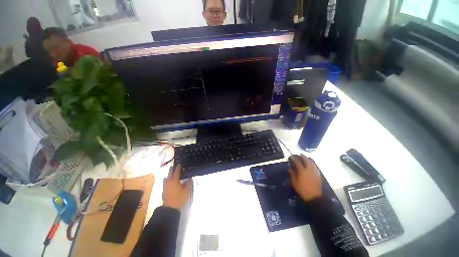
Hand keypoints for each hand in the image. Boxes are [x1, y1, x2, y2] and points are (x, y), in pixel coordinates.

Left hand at [162, 164, 191, 209]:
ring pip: (166, 178)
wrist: (169, 208)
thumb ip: (188, 184)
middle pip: (170, 174)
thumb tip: (190, 178)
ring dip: (168, 175)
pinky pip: (164, 183)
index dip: (178, 168)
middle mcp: (169, 182)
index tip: (179, 164)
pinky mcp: (164, 191)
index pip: (176, 172)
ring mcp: (165, 187)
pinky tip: (166, 181)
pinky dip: (166, 180)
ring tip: (169, 173)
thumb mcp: (186, 191)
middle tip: (173, 166)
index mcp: (175, 181)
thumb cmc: (179, 198)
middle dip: (172, 170)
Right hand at [288, 154, 322, 201]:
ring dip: (308, 159)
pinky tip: (310, 164)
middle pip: (306, 160)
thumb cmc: (302, 190)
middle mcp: (309, 170)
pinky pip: (315, 166)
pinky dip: (312, 163)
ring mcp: (314, 172)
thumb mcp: (294, 183)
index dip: (294, 158)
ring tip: (305, 158)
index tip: (291, 156)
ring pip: (312, 162)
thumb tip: (289, 169)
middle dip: (302, 156)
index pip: (298, 162)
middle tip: (299, 155)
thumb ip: (292, 174)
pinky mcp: (318, 175)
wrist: (314, 197)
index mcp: (302, 171)